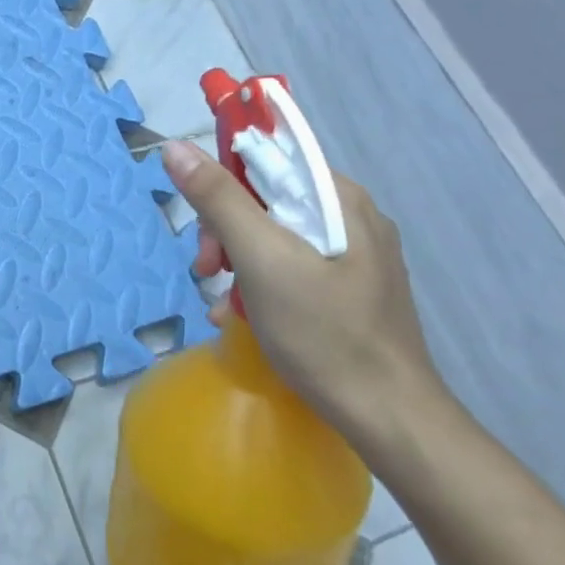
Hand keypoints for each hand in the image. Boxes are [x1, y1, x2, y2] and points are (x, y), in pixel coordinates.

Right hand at [161, 139, 448, 437]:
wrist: (388, 418)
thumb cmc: (323, 332)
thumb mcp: (261, 260)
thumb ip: (218, 200)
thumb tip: (176, 146)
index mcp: (340, 198)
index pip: (270, 157)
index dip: (225, 180)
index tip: (202, 221)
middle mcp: (351, 217)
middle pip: (268, 200)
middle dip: (226, 231)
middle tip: (207, 270)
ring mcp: (353, 256)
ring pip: (274, 236)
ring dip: (236, 262)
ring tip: (221, 301)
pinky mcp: (348, 289)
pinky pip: (290, 267)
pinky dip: (259, 284)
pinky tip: (239, 315)